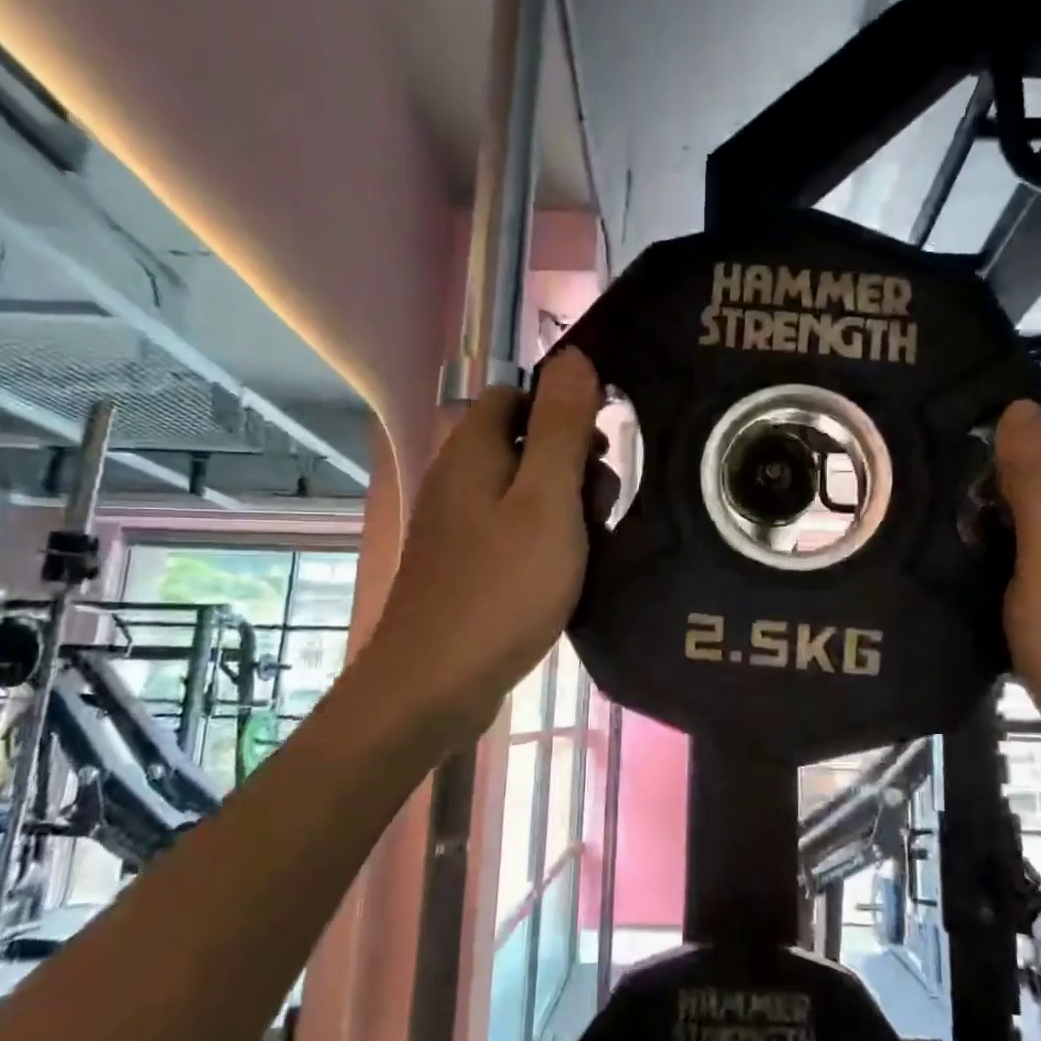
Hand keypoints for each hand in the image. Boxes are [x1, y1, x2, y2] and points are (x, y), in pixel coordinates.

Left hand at [365, 349, 602, 740]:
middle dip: (571, 460)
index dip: (564, 407)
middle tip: (605, 500)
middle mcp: (458, 478)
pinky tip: (569, 569)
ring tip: (595, 540)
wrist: (435, 684)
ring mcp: (457, 525)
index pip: (518, 395)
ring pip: (521, 490)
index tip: (605, 444)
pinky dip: (545, 538)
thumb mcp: (547, 501)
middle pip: (522, 442)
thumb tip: (575, 356)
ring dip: (564, 504)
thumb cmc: (502, 587)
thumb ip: (563, 427)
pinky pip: (512, 530)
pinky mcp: (464, 564)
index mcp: (473, 450)